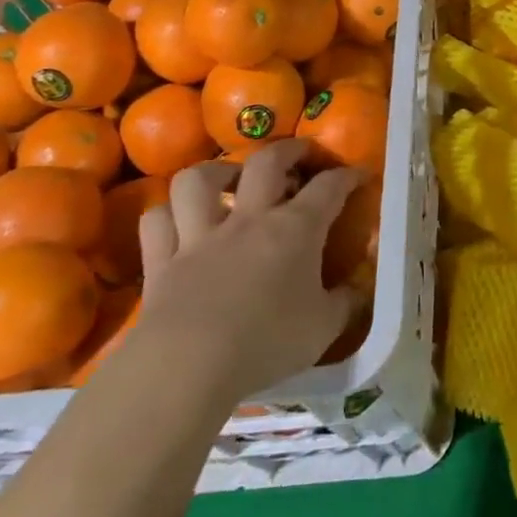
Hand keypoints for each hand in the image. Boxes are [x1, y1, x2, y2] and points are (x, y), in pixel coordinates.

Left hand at [133, 139, 363, 401]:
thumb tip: (358, 291)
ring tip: (229, 181)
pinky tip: (178, 222)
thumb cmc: (267, 342)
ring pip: (198, 180)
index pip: (329, 186)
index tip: (359, 175)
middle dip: (287, 150)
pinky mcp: (161, 262)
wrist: (188, 366)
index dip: (347, 175)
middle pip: (266, 162)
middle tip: (298, 154)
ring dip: (216, 173)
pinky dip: (167, 215)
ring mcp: (200, 236)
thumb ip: (345, 303)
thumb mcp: (324, 327)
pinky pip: (157, 222)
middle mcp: (249, 219)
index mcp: (296, 229)